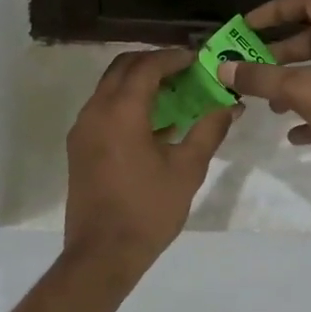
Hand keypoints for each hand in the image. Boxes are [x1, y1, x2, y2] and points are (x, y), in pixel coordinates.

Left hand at [63, 48, 235, 275]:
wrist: (102, 253)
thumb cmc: (148, 210)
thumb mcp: (187, 169)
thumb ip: (209, 130)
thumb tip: (230, 105)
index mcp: (121, 111)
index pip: (146, 66)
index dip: (173, 58)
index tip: (197, 59)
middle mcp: (95, 110)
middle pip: (122, 68)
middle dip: (153, 63)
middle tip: (184, 70)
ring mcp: (83, 129)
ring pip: (109, 87)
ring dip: (138, 82)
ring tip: (173, 93)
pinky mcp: (79, 146)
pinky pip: (103, 109)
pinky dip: (126, 103)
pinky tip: (153, 123)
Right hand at [219, 0, 310, 187]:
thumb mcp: (302, 90)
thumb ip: (261, 79)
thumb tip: (222, 68)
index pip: (307, 3)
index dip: (274, 11)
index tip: (246, 27)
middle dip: (279, 56)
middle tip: (251, 71)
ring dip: (293, 87)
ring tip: (269, 106)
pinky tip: (294, 135)